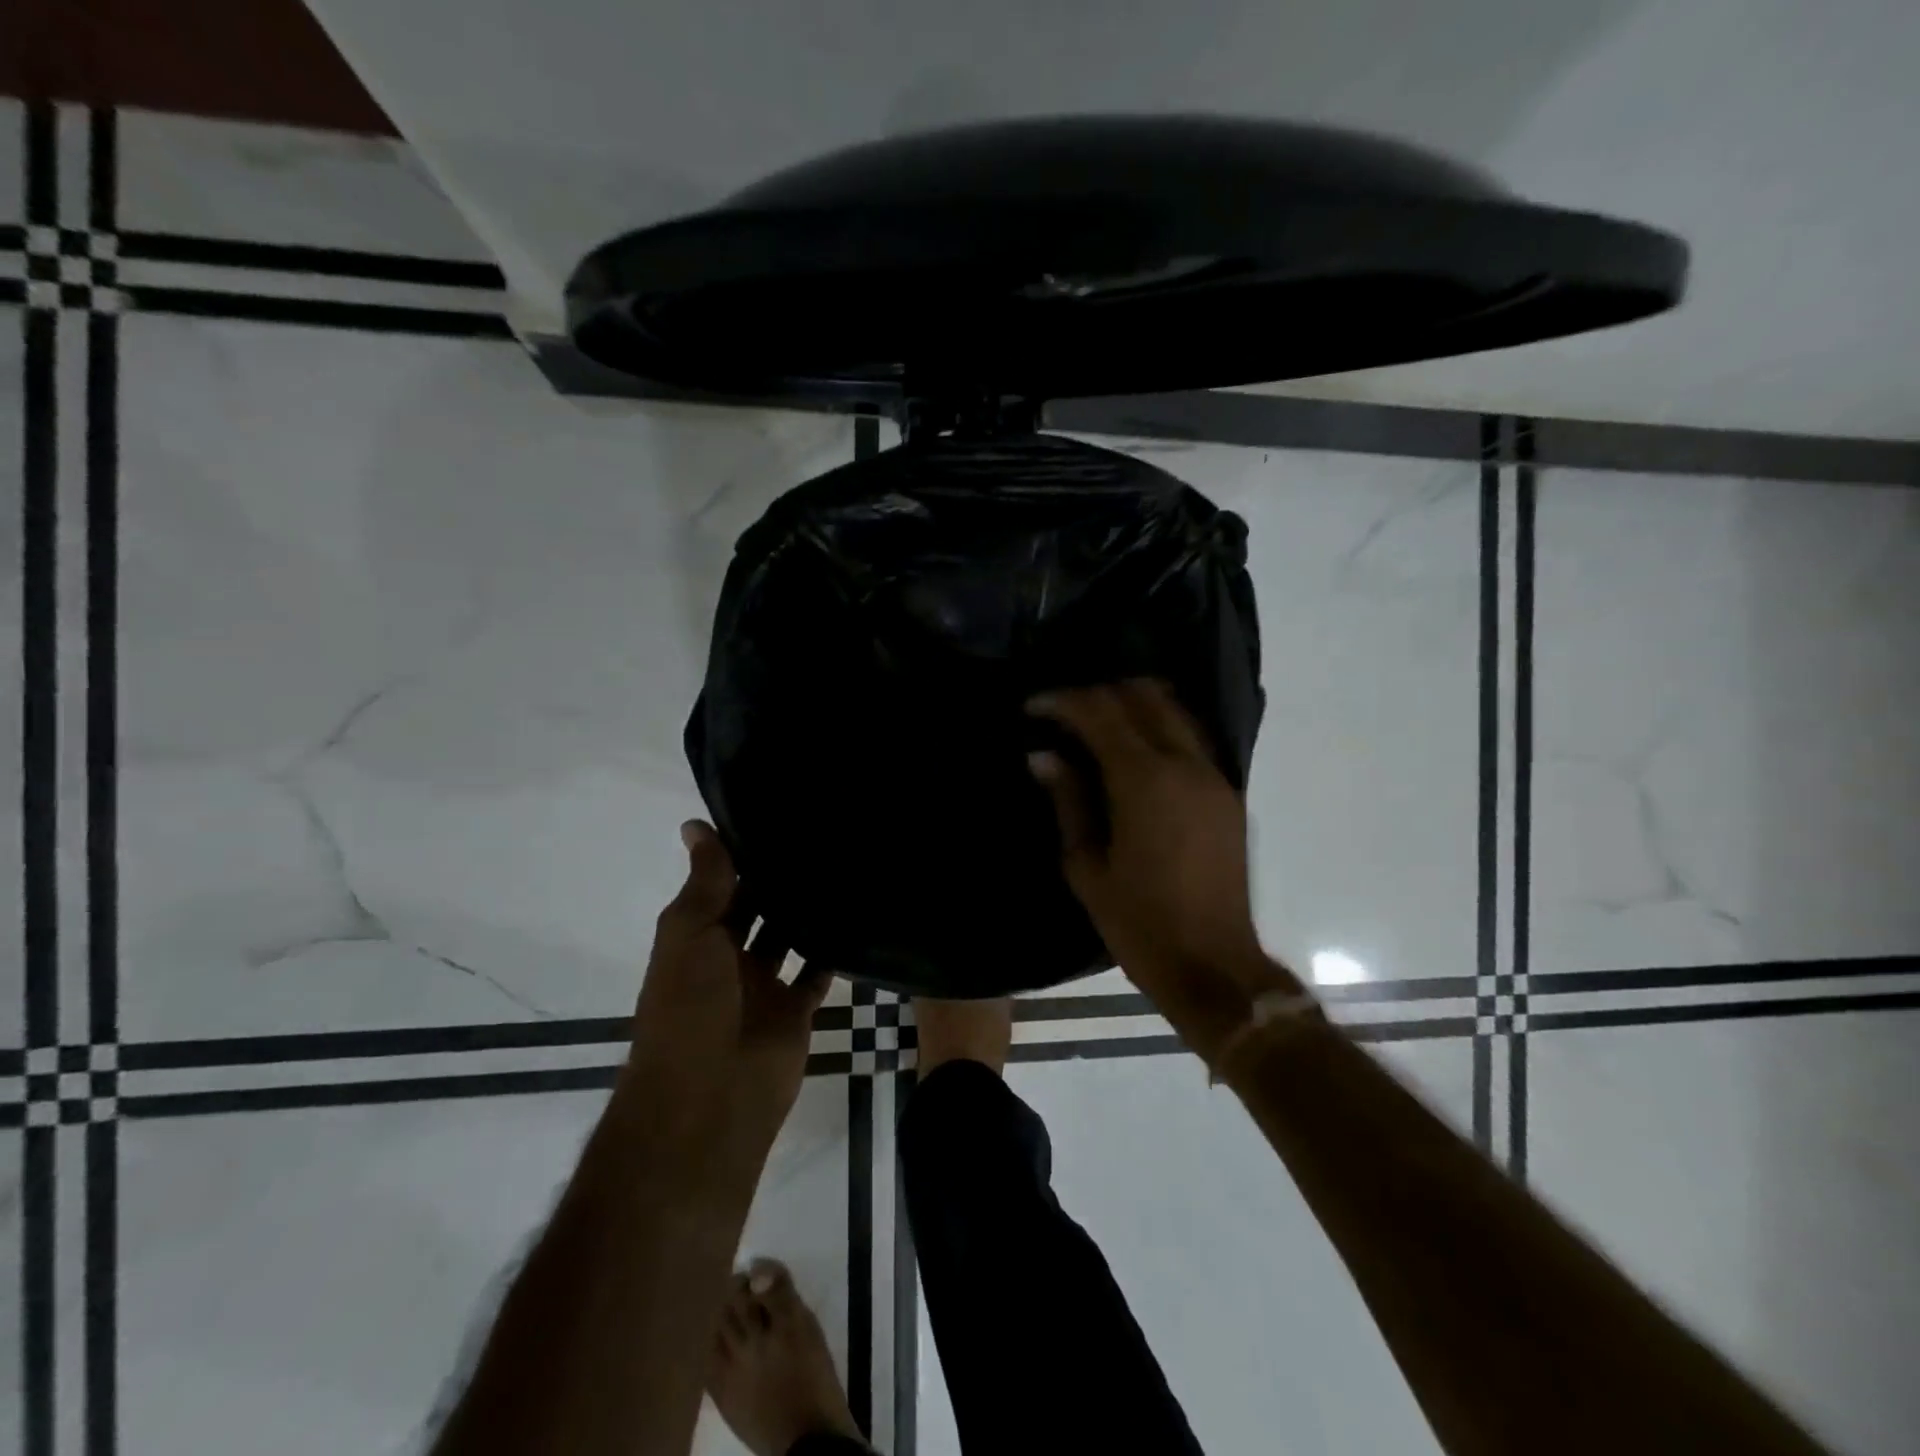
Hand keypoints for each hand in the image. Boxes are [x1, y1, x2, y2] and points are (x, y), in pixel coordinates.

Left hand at [624, 821, 831, 1154]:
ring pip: (789, 937)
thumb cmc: (690, 1007)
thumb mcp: (689, 933)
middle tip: (822, 833)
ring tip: (845, 864)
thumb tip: (695, 824)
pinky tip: (858, 914)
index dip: (742, 854)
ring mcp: (763, 986)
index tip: (776, 813)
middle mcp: (728, 958)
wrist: (711, 1098)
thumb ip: (705, 881)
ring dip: (807, 910)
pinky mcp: (796, 1010)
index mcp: (695, 938)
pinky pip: (818, 972)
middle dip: (780, 879)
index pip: (720, 885)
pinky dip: (833, 950)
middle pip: (757, 909)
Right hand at [1027, 681, 1264, 995]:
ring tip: (1095, 724)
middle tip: (1062, 713)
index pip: (1100, 712)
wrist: (1213, 965)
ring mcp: (1213, 776)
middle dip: (1097, 693)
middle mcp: (1185, 764)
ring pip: (1173, 710)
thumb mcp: (1087, 866)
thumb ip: (1068, 801)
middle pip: (1142, 696)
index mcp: (1144, 781)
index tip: (1032, 707)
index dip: (1061, 701)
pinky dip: (1158, 726)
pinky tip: (1132, 751)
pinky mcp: (1228, 793)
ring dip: (1132, 704)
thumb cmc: (1139, 923)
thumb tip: (1044, 756)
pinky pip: (1191, 737)